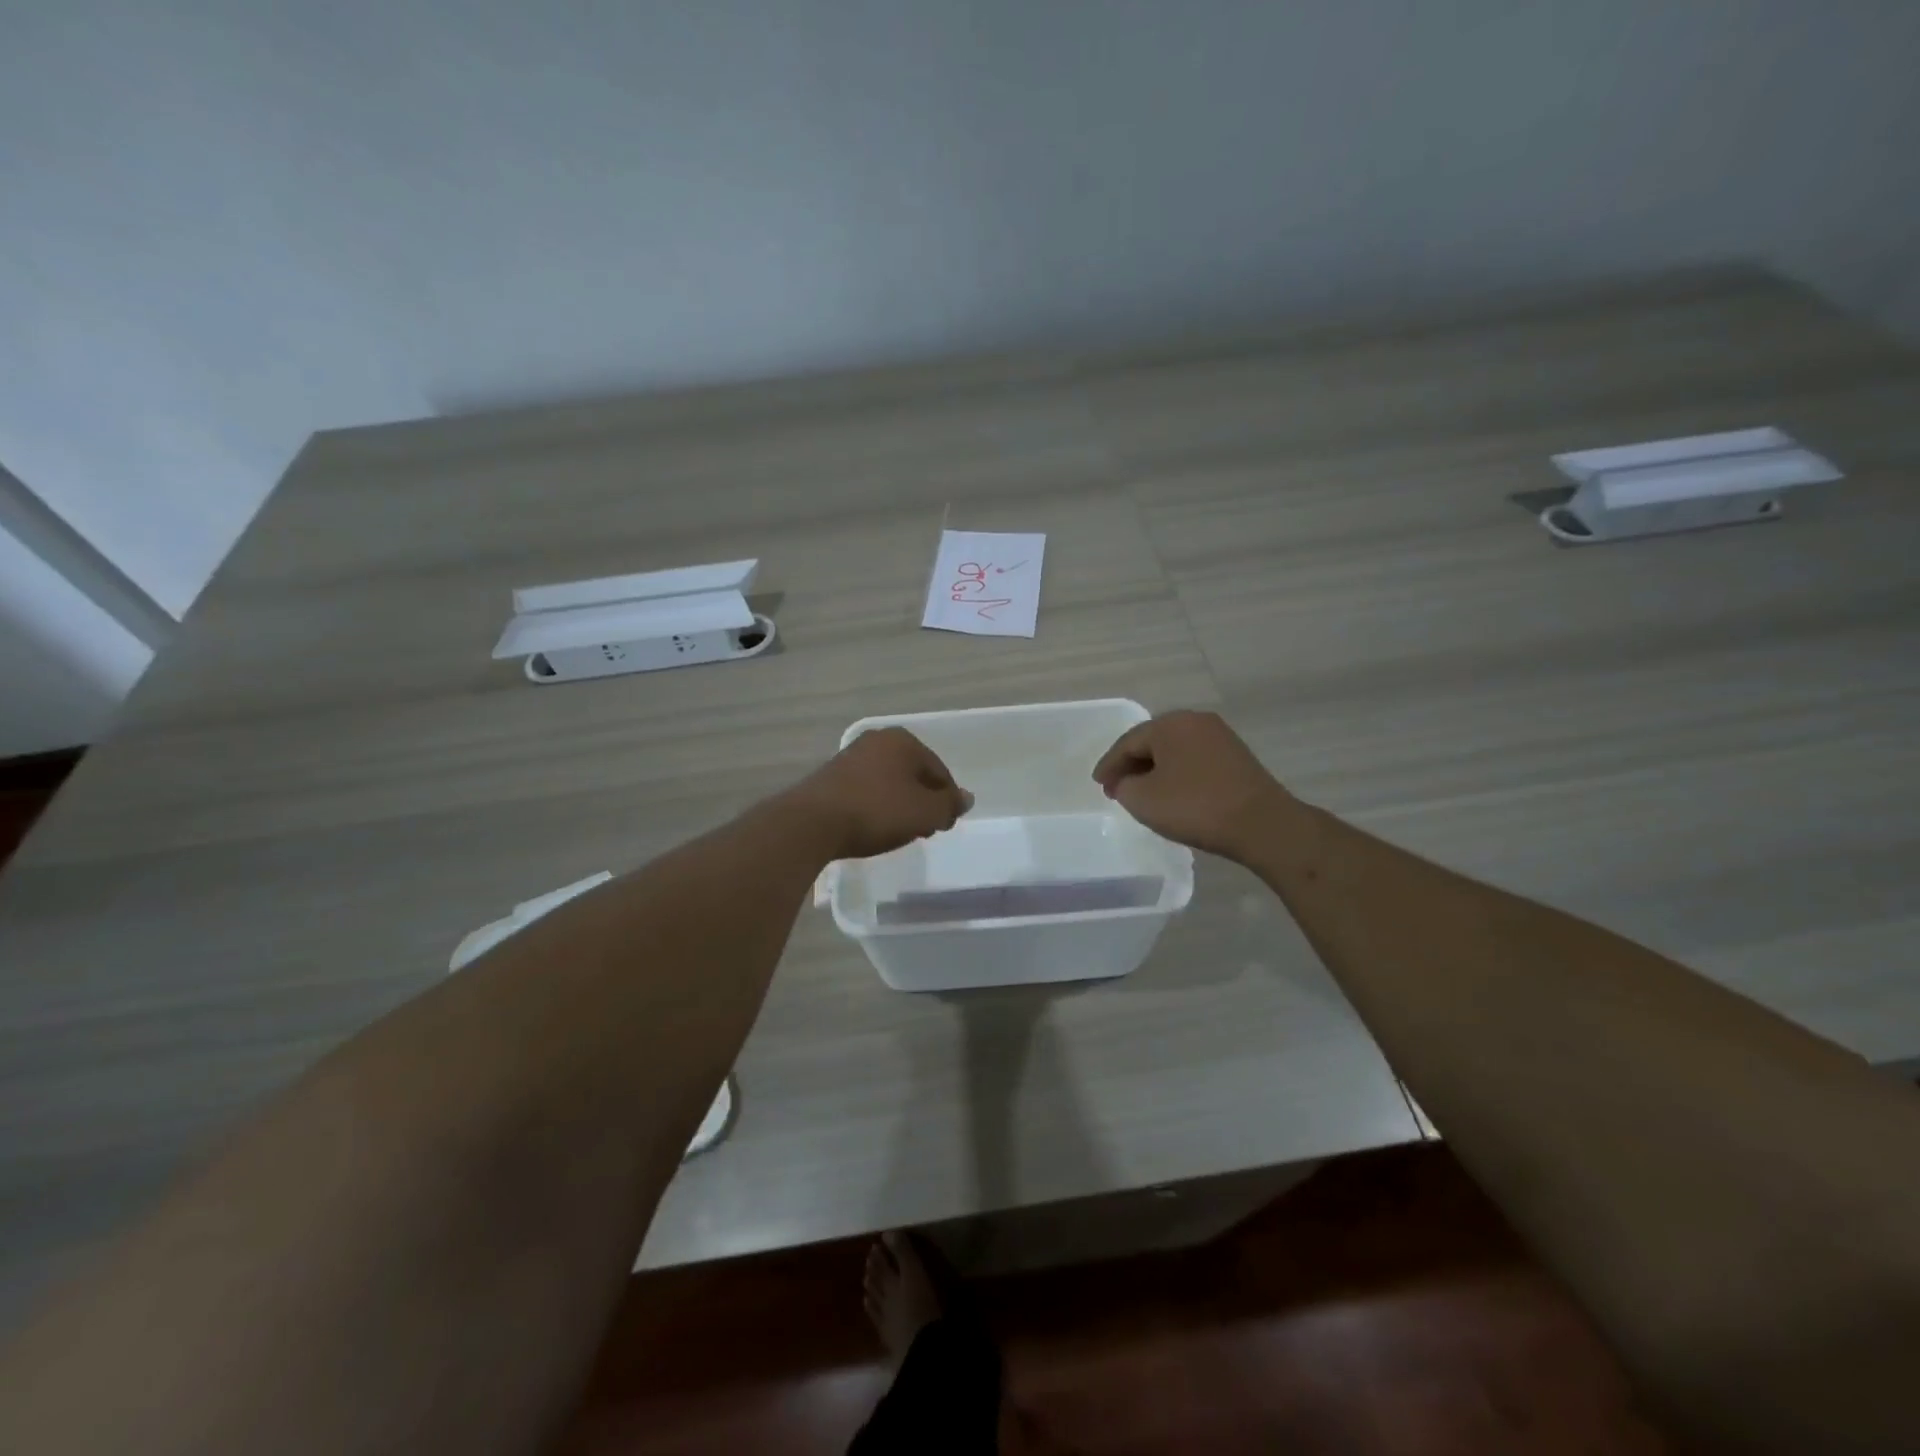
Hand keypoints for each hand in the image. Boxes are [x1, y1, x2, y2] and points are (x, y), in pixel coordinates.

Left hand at [782, 727, 972, 859]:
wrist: (813, 823)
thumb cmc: (877, 811)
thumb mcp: (925, 812)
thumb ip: (949, 804)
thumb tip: (966, 798)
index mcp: (903, 741)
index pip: (939, 770)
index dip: (947, 799)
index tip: (946, 825)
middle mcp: (876, 740)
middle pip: (913, 773)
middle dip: (922, 800)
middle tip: (925, 829)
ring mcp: (850, 757)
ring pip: (889, 782)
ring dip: (899, 804)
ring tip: (900, 831)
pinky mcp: (830, 777)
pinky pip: (866, 790)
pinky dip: (876, 806)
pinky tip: (873, 826)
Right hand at [1091, 710, 1290, 860]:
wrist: (1261, 824)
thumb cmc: (1195, 807)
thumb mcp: (1142, 800)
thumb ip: (1124, 785)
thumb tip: (1129, 781)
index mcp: (1169, 724)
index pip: (1127, 743)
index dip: (1109, 765)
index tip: (1098, 785)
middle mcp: (1195, 721)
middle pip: (1152, 742)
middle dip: (1131, 765)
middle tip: (1116, 788)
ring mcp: (1220, 736)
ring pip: (1174, 750)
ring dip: (1155, 770)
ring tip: (1142, 793)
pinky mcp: (1236, 756)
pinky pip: (1194, 760)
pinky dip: (1177, 773)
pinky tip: (1172, 793)